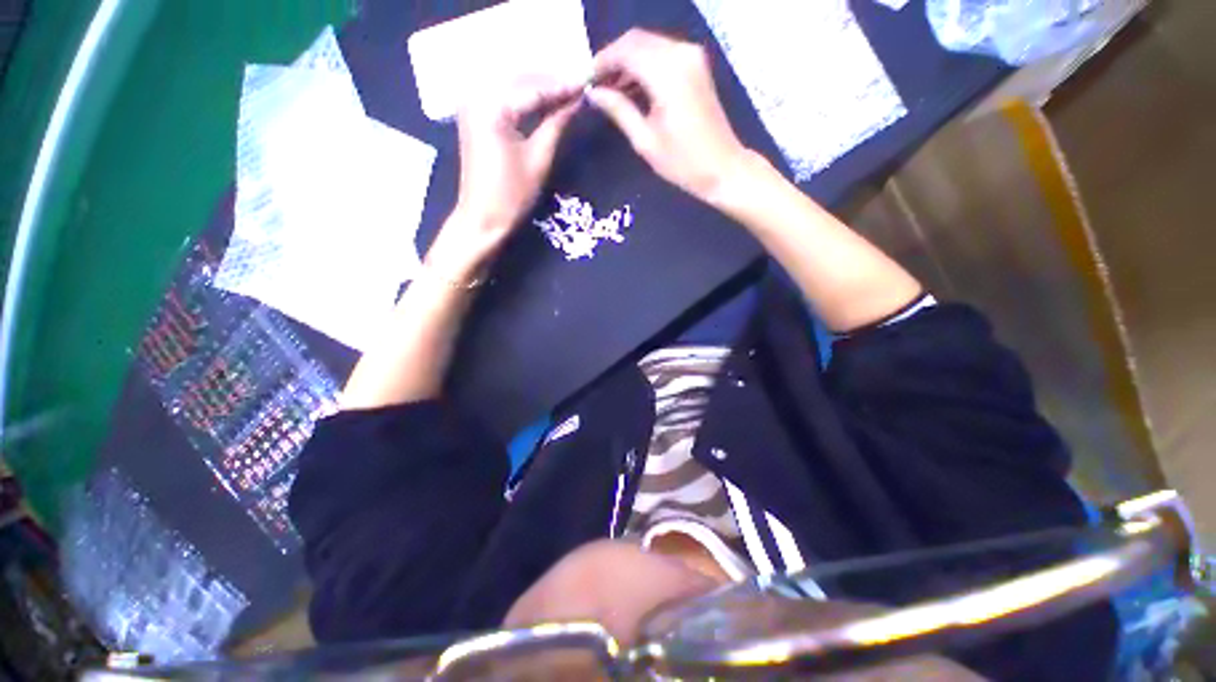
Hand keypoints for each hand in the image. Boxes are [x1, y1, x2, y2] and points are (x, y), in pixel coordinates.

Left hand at [428, 77, 581, 281]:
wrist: (482, 218)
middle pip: (521, 77)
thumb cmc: (511, 196)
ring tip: (567, 92)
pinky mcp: (474, 113)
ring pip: (512, 83)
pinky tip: (544, 100)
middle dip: (551, 81)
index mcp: (492, 106)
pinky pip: (503, 94)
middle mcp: (477, 94)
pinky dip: (524, 96)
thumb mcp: (538, 159)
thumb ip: (556, 123)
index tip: (588, 83)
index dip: (563, 85)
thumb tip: (577, 100)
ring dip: (539, 86)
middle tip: (580, 86)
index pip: (534, 87)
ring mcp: (472, 102)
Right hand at [587, 29, 747, 201]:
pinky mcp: (696, 65)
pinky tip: (632, 89)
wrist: (723, 168)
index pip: (625, 50)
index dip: (601, 62)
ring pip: (649, 45)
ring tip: (610, 91)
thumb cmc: (683, 163)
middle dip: (612, 59)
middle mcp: (680, 54)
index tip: (585, 81)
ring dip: (627, 62)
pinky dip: (644, 66)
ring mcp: (691, 57)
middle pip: (636, 40)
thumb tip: (594, 93)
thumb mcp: (645, 140)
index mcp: (667, 73)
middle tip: (596, 86)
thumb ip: (619, 110)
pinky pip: (662, 54)